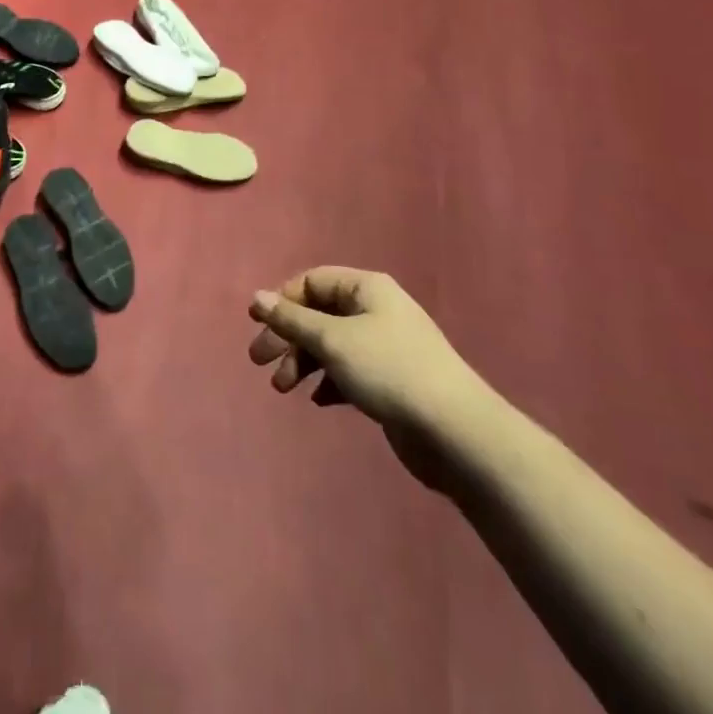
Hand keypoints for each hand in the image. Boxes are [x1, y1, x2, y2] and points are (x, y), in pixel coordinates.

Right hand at [248, 268, 497, 485]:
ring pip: (330, 345)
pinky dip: (328, 382)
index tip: (257, 326)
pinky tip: (318, 401)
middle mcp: (375, 310)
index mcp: (366, 288)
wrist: (455, 432)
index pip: (312, 281)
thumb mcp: (332, 340)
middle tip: (259, 363)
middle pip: (318, 314)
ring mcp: (385, 346)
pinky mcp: (390, 380)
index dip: (282, 300)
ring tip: (284, 389)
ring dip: (303, 362)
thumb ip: (291, 319)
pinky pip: (348, 371)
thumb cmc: (389, 370)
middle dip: (287, 337)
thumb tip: (257, 297)